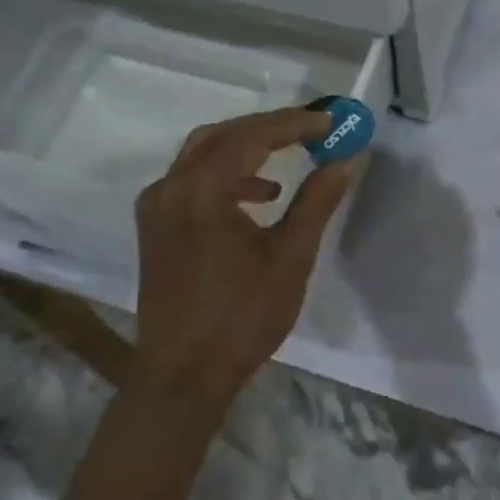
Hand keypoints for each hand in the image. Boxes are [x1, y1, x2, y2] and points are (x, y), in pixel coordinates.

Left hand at [132, 106, 361, 414]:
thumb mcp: (290, 258)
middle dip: (270, 127)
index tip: (330, 121)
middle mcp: (171, 188)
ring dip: (247, 146)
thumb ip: (316, 201)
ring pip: (204, 152)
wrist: (182, 378)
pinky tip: (260, 195)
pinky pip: (192, 177)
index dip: (294, 124)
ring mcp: (157, 206)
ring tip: (291, 152)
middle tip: (312, 127)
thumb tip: (344, 160)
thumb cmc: (240, 319)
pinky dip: (227, 172)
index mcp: (201, 192)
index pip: (252, 137)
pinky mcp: (155, 225)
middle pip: (224, 135)